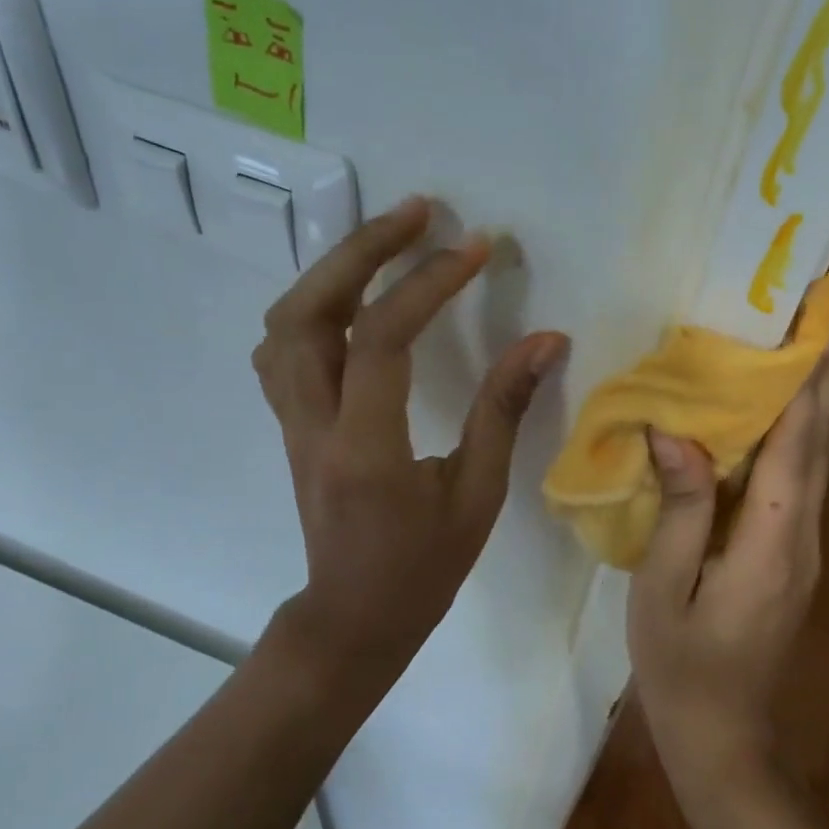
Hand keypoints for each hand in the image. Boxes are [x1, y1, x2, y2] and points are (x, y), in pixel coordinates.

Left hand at [253, 196, 569, 697]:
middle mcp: (313, 424)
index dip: (428, 284)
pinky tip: (351, 296)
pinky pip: (282, 348)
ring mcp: (291, 422)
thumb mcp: (477, 495)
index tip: (476, 248)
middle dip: (362, 250)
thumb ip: (503, 411)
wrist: (353, 616)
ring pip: (284, 323)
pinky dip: (313, 306)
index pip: (382, 340)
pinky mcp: (290, 424)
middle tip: (418, 213)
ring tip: (386, 241)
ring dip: (332, 270)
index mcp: (365, 448)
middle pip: (308, 311)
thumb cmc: (422, 567)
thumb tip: (545, 340)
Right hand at [627, 296, 828, 790]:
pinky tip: (782, 412)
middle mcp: (802, 535)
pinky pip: (799, 479)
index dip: (812, 374)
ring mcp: (803, 548)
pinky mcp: (792, 556)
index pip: (797, 441)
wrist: (723, 739)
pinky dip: (798, 432)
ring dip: (818, 396)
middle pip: (820, 438)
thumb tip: (675, 432)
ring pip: (816, 457)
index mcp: (770, 540)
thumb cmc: (681, 667)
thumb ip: (678, 509)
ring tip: (817, 339)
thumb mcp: (662, 589)